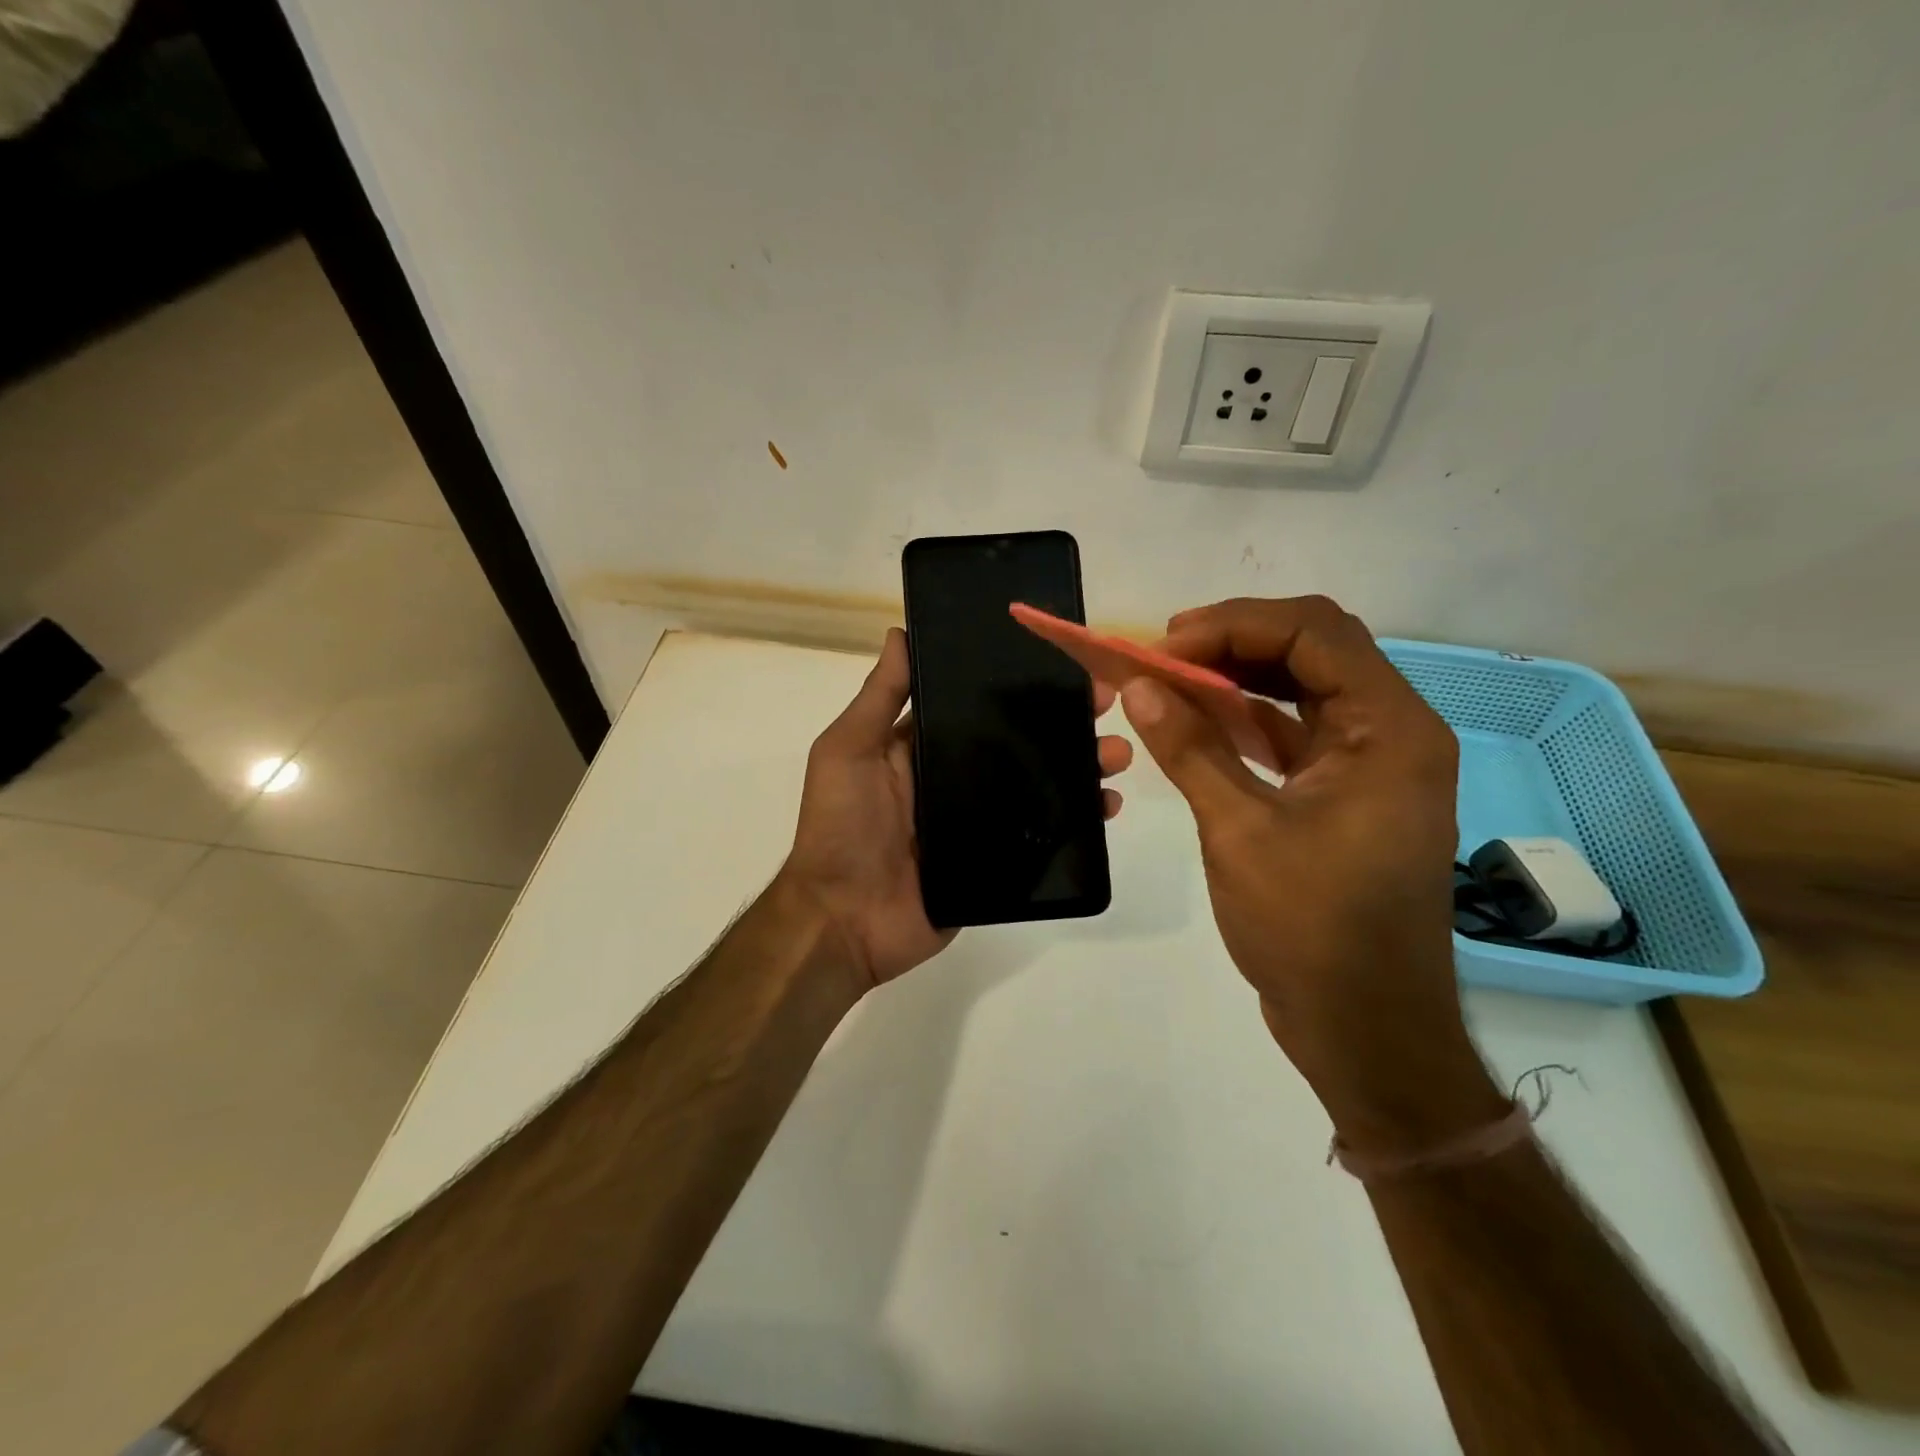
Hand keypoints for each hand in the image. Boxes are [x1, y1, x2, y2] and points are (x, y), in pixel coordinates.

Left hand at [781, 627, 1132, 991]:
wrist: (843, 919)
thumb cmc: (840, 826)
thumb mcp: (847, 750)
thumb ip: (878, 698)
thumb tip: (900, 632)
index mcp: (925, 747)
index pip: (981, 705)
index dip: (1020, 684)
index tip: (1061, 663)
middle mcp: (958, 778)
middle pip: (1021, 742)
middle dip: (1064, 721)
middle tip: (1105, 704)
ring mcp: (981, 820)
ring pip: (1041, 785)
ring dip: (1081, 767)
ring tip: (1116, 755)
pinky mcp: (998, 860)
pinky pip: (1044, 835)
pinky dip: (1078, 820)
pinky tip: (1107, 807)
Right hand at [1123, 597, 1504, 1155]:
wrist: (1365, 1028)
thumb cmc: (1312, 929)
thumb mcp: (1240, 832)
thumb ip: (1190, 750)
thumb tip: (1138, 687)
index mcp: (1390, 730)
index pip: (1315, 633)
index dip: (1233, 625)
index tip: (1164, 648)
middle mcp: (1393, 733)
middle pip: (1314, 649)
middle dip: (1234, 641)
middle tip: (1163, 655)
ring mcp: (1372, 765)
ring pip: (1304, 688)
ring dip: (1239, 677)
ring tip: (1171, 679)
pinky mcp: (1348, 795)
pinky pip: (1297, 733)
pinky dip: (1248, 720)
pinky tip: (1200, 723)